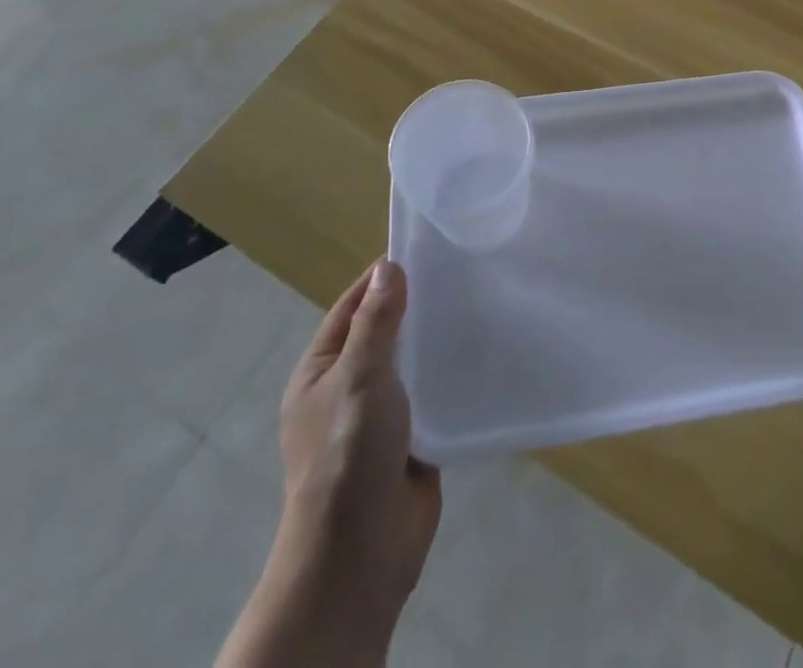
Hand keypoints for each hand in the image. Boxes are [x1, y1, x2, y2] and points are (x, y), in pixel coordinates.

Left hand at [274, 259, 440, 654]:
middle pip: (384, 334)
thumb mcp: (359, 376)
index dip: (381, 279)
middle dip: (415, 307)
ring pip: (411, 365)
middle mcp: (347, 390)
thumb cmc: (348, 453)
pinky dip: (450, 377)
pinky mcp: (411, 442)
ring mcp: (380, 418)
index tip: (423, 249)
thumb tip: (389, 266)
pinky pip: (432, 397)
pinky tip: (482, 355)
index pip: (352, 308)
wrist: (360, 553)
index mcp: (320, 372)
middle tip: (462, 273)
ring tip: (479, 305)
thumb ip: (377, 322)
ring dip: (435, 342)